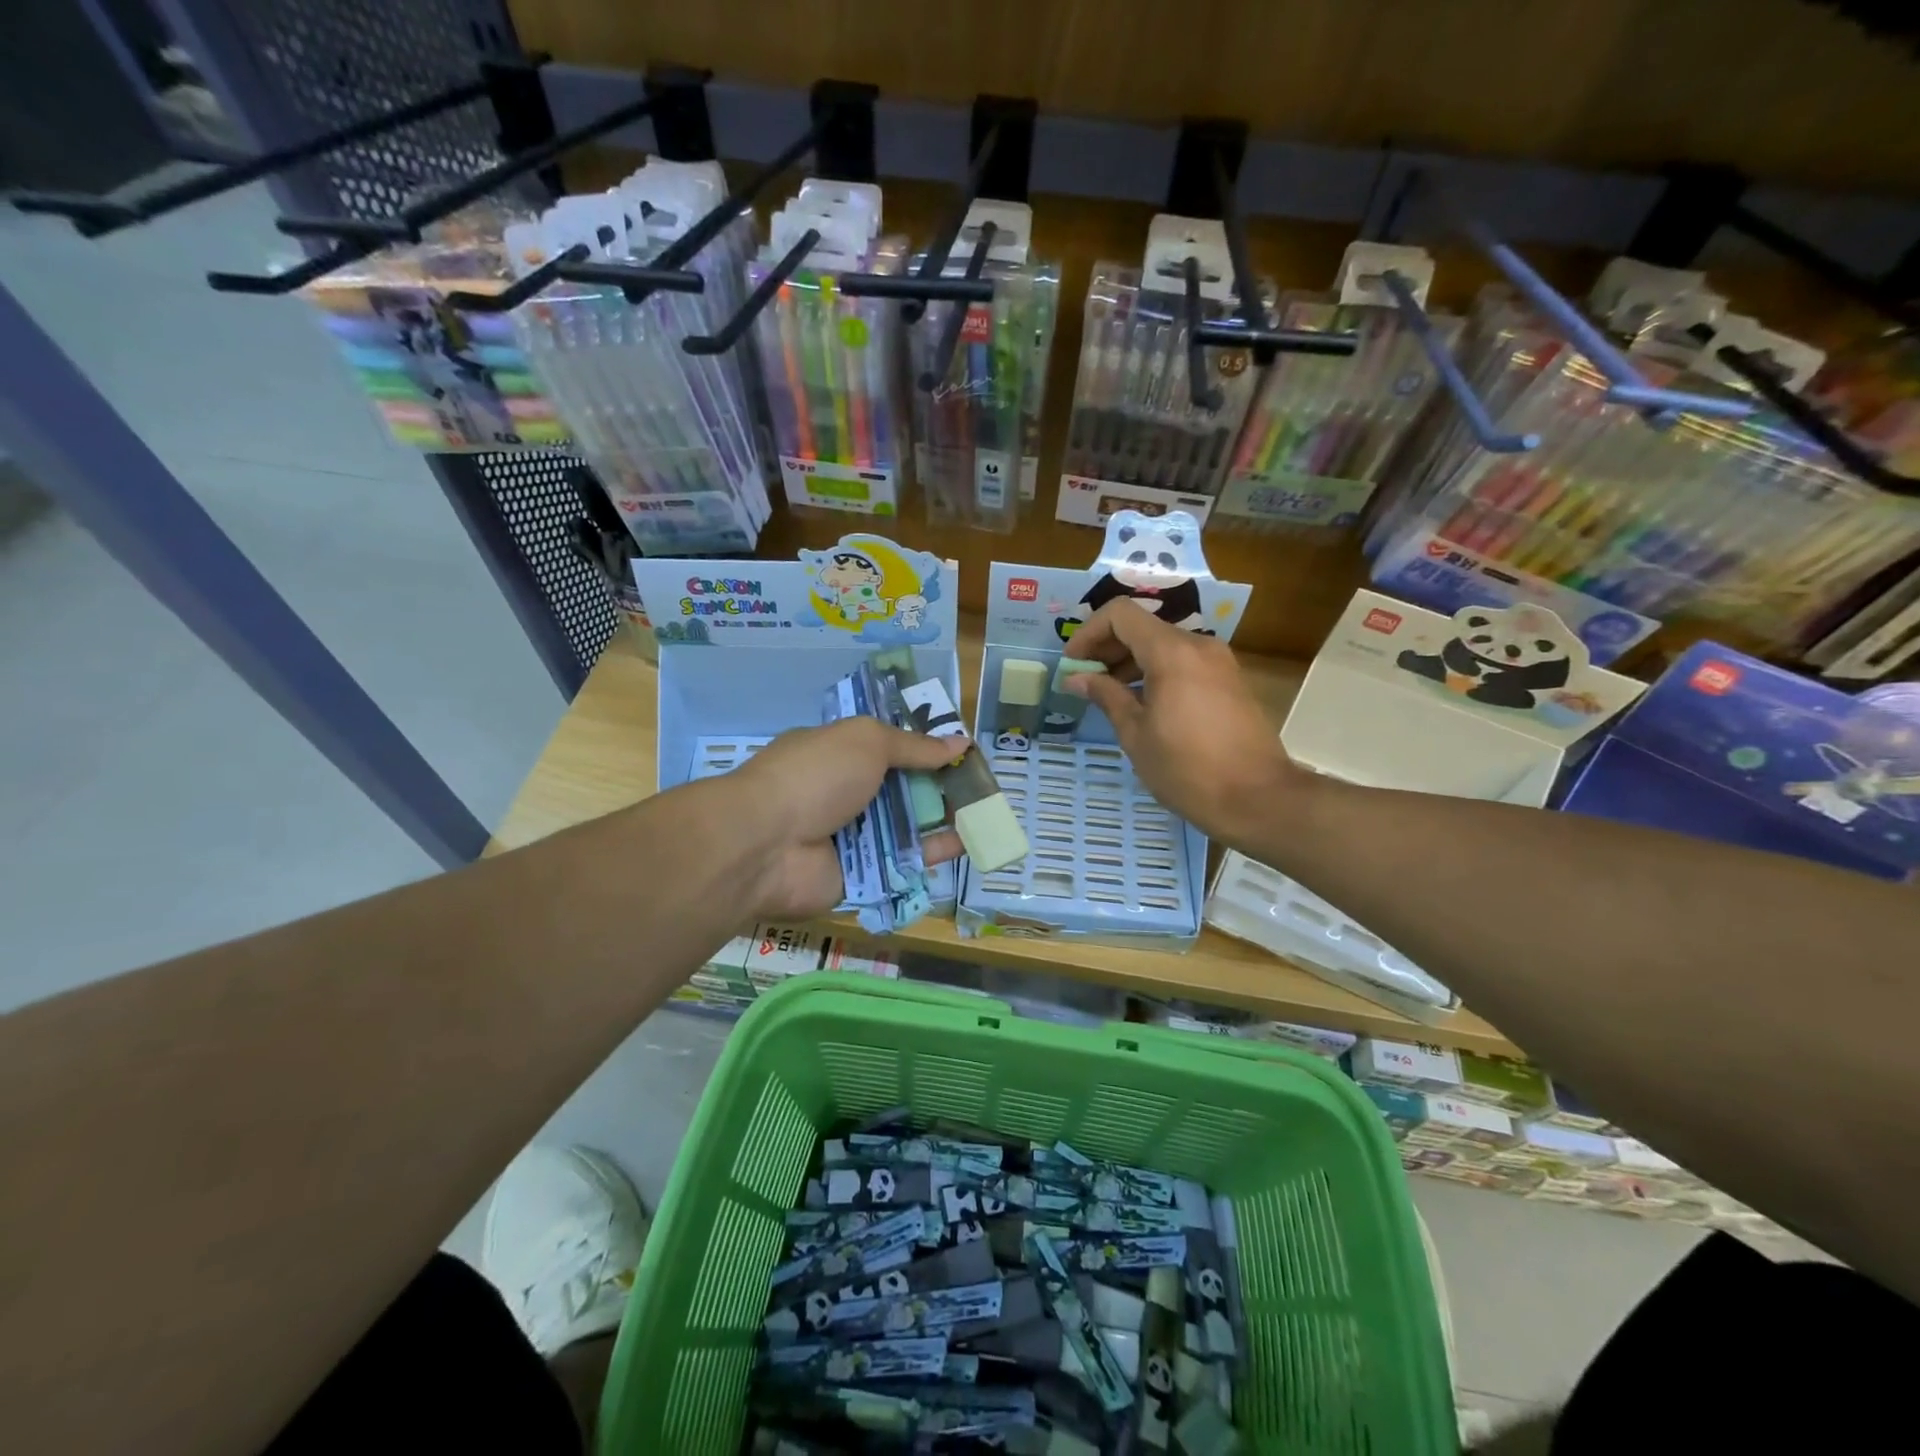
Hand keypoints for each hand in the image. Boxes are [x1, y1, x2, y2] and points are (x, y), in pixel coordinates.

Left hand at [713, 717, 965, 921]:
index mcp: (837, 755)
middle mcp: (843, 795)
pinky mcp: (859, 875)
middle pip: (900, 790)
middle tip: (981, 786)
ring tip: (986, 814)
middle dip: (938, 787)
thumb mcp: (867, 742)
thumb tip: (959, 743)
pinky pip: (902, 864)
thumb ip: (913, 746)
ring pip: (905, 829)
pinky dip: (932, 855)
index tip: (959, 751)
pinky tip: (967, 844)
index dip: (922, 749)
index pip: (885, 749)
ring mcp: (850, 837)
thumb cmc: (816, 776)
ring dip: (942, 820)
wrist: (767, 844)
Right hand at [1064, 599, 1300, 847]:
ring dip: (1131, 661)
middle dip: (1107, 648)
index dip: (1089, 632)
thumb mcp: (1136, 734)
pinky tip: (1143, 705)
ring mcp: (1219, 662)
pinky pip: (1184, 662)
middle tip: (1084, 681)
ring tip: (1110, 695)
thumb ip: (1106, 696)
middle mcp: (1198, 646)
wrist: (1257, 799)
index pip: (1120, 614)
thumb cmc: (1187, 769)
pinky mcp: (1229, 681)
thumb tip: (1077, 678)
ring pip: (1164, 644)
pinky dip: (1156, 672)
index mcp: (1171, 652)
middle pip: (1142, 627)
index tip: (1073, 664)